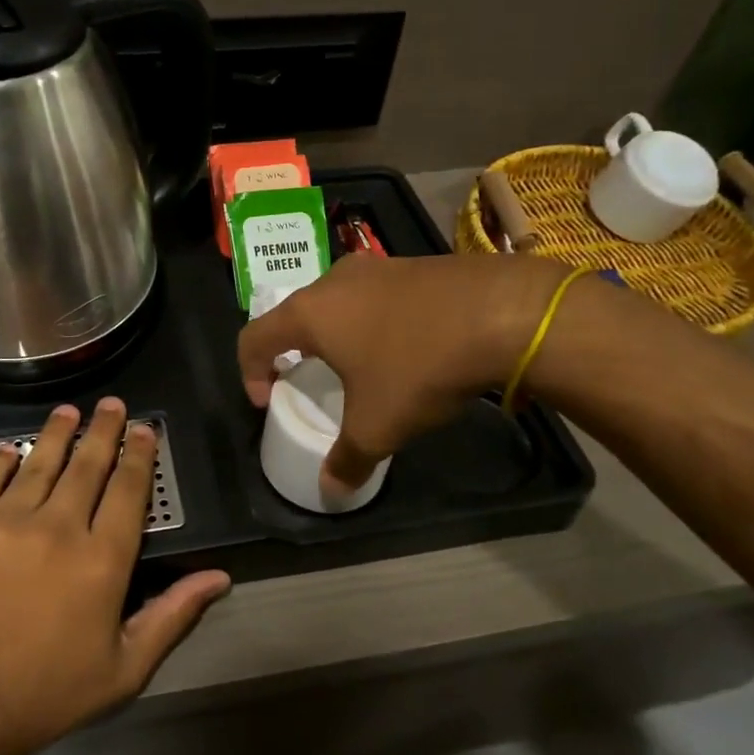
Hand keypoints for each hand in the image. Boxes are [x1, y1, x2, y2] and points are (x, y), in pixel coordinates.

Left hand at [0, 397, 230, 754]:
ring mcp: (5, 521)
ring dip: (57, 433)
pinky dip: (1, 461)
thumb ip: (172, 615)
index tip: (144, 429)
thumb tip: (218, 577)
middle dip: (103, 430)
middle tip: (112, 404)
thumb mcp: (123, 670)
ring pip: (38, 462)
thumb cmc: (44, 694)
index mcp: (102, 560)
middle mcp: (58, 527)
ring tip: (68, 411)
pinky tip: (9, 450)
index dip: (139, 456)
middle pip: (87, 466)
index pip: (128, 491)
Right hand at [238, 252, 567, 491]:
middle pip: (295, 315)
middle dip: (295, 350)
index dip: (249, 372)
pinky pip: (377, 296)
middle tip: (311, 380)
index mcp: (310, 313)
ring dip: (337, 334)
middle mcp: (335, 281)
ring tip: (362, 366)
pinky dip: (374, 322)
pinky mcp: (414, 264)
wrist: (503, 313)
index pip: (253, 338)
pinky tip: (406, 346)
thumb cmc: (419, 366)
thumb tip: (331, 490)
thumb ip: (348, 459)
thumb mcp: (379, 425)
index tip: (268, 400)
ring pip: (338, 302)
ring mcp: (377, 267)